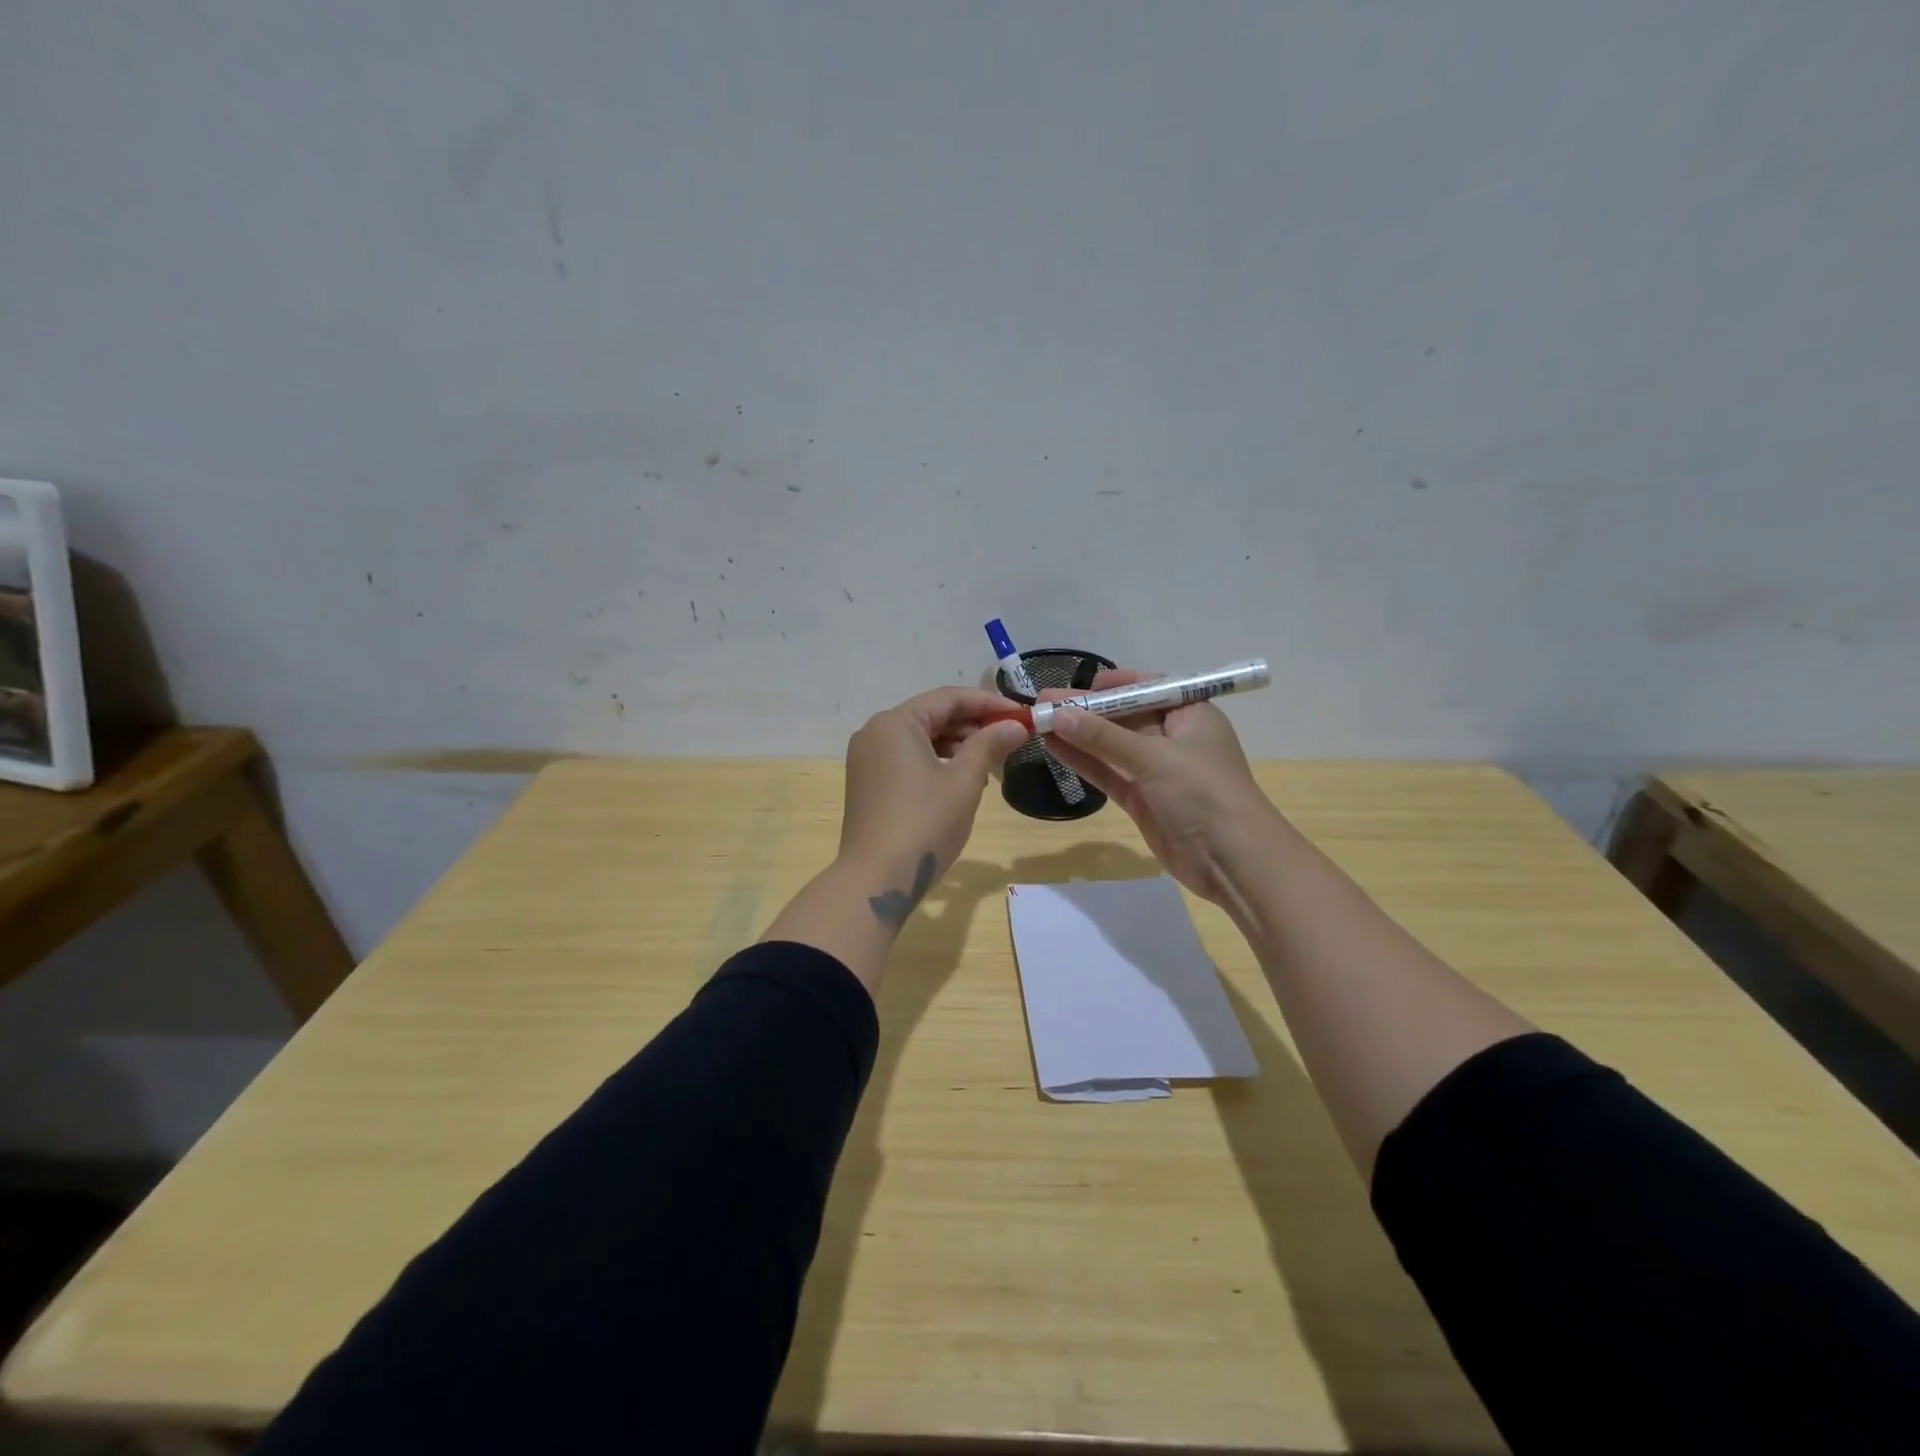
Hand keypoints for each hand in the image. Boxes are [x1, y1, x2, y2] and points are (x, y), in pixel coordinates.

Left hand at [838, 687, 1027, 921]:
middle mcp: (875, 732)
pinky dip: (936, 761)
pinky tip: (962, 778)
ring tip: (992, 760)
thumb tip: (1016, 725)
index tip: (1021, 714)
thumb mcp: (964, 781)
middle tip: (1011, 736)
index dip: (988, 703)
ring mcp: (867, 759)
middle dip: (973, 724)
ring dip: (957, 744)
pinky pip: (907, 758)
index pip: (948, 698)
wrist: (877, 878)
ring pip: (920, 738)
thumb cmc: (925, 823)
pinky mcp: (868, 783)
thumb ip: (989, 745)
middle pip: (932, 716)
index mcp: (895, 723)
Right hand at [1041, 670, 1280, 904]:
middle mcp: (1174, 738)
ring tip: (1037, 723)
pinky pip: (1109, 773)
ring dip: (1078, 735)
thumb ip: (1103, 737)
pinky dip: (1084, 762)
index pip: (1148, 688)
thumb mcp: (1153, 757)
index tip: (1079, 684)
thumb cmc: (1203, 793)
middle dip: (1086, 710)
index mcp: (1191, 714)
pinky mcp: (1143, 800)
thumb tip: (1058, 714)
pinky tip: (1054, 749)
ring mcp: (1157, 771)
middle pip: (1124, 717)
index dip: (1113, 685)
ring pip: (1111, 746)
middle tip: (1043, 702)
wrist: (1232, 860)